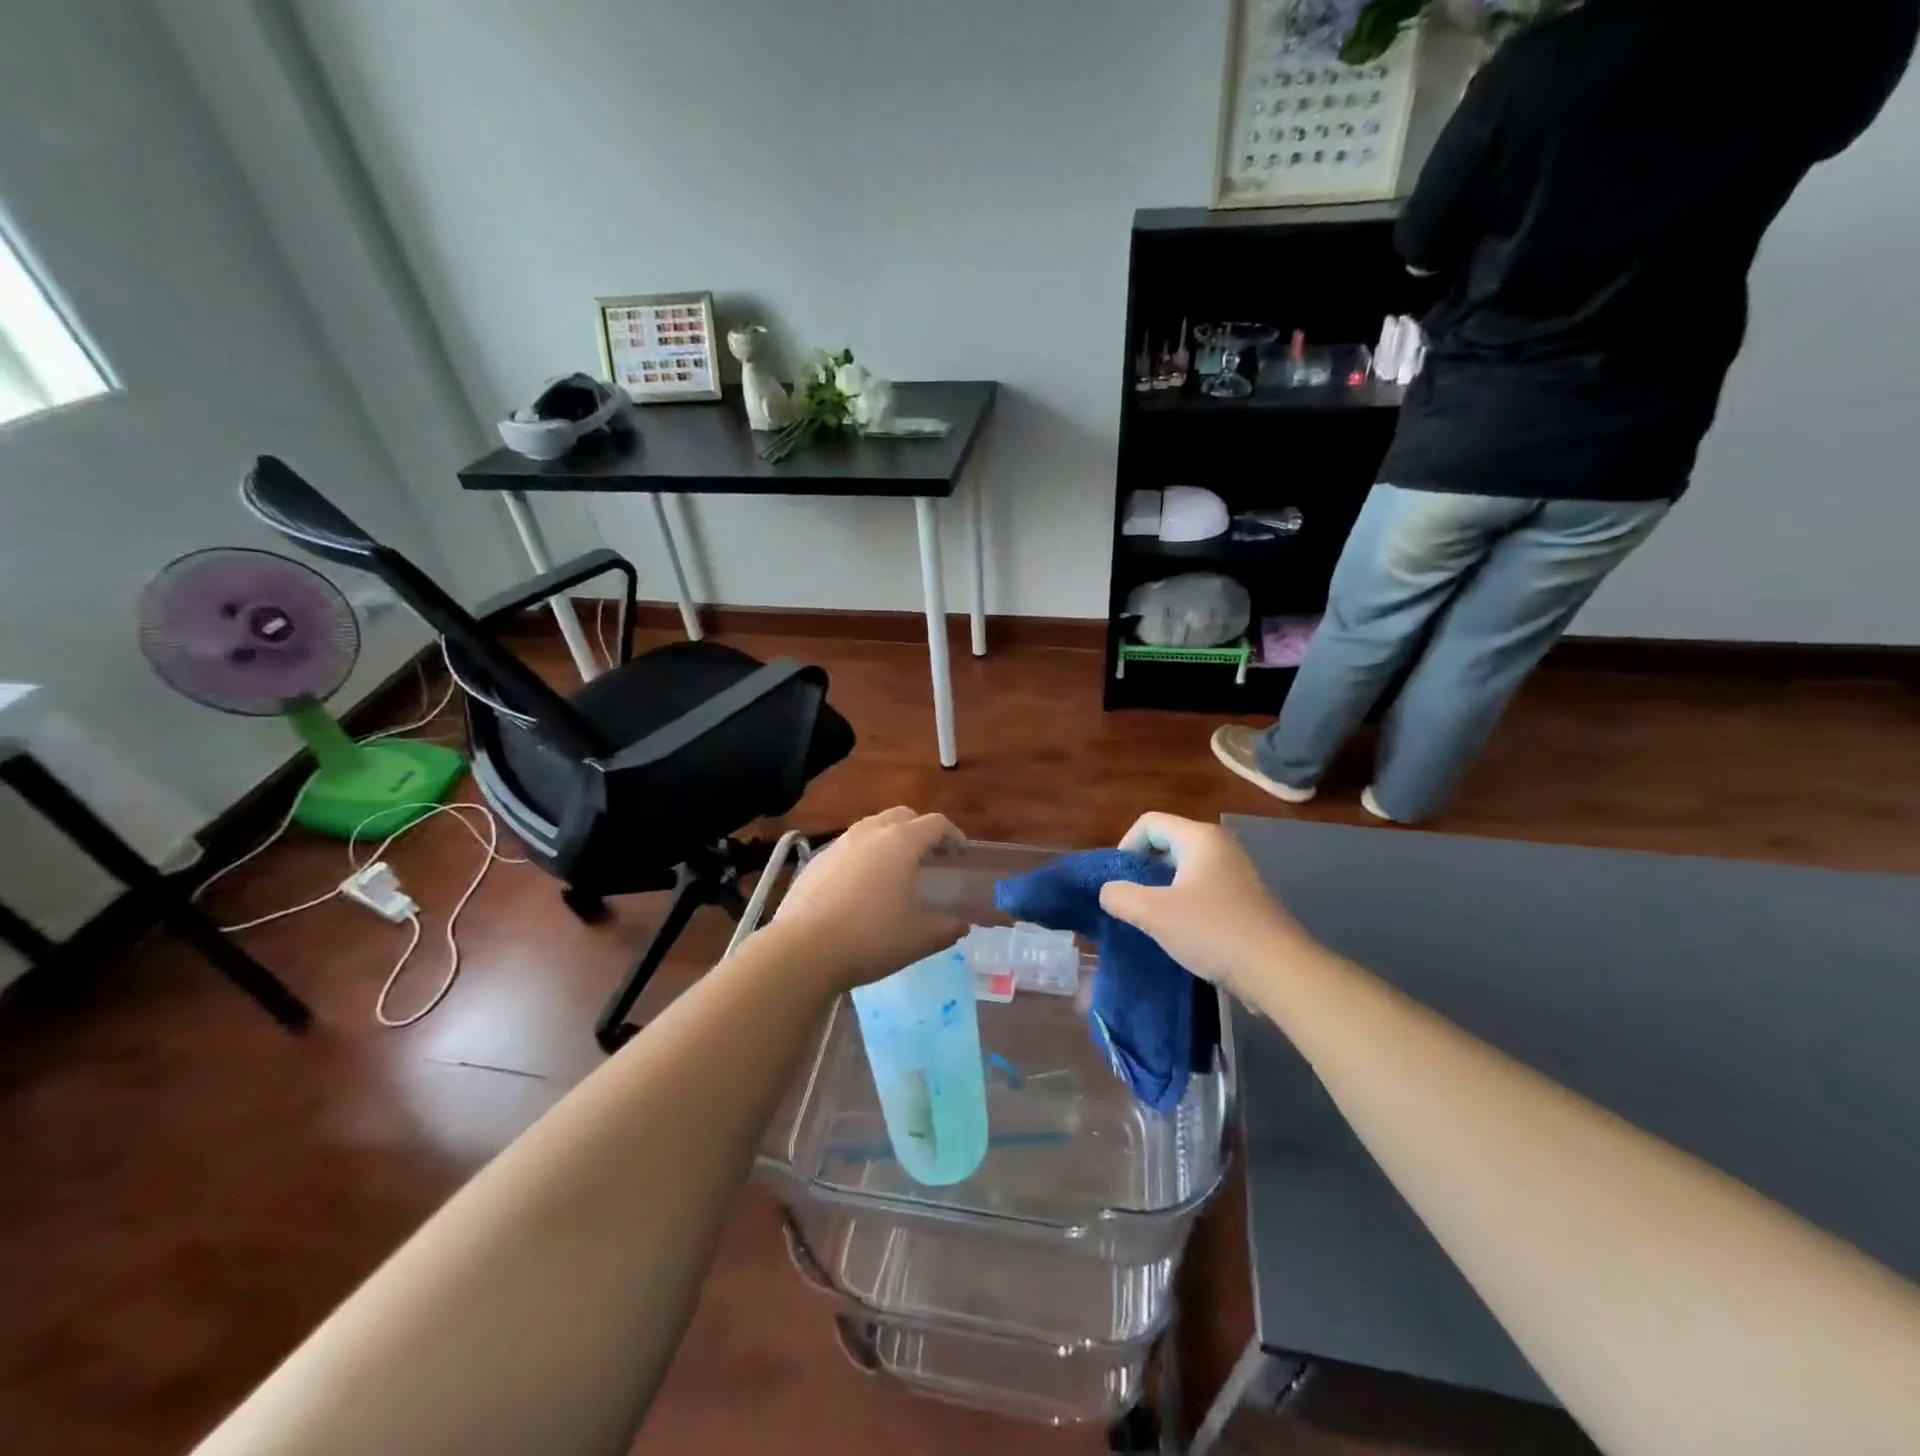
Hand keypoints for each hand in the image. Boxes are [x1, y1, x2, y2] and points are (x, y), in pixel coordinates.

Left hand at [766, 807, 964, 990]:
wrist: (803, 949)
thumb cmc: (871, 938)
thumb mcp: (920, 938)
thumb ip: (947, 927)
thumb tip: (961, 924)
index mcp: (901, 842)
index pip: (936, 824)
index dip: (953, 836)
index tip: (960, 854)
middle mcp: (870, 832)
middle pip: (902, 816)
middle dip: (920, 830)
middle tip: (930, 856)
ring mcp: (839, 844)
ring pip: (871, 828)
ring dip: (889, 840)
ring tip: (895, 870)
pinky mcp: (815, 861)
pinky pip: (848, 848)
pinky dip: (863, 857)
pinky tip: (861, 887)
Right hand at [1098, 813, 1315, 997]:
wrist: (1277, 970)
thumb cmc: (1212, 931)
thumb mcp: (1154, 913)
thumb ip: (1120, 896)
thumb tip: (1108, 892)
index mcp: (1200, 837)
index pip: (1149, 823)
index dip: (1126, 846)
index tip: (1119, 881)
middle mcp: (1220, 845)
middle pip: (1167, 842)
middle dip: (1143, 868)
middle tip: (1131, 900)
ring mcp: (1235, 872)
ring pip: (1184, 868)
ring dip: (1162, 888)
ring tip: (1152, 918)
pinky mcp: (1244, 898)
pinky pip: (1202, 888)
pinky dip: (1184, 902)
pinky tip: (1180, 931)